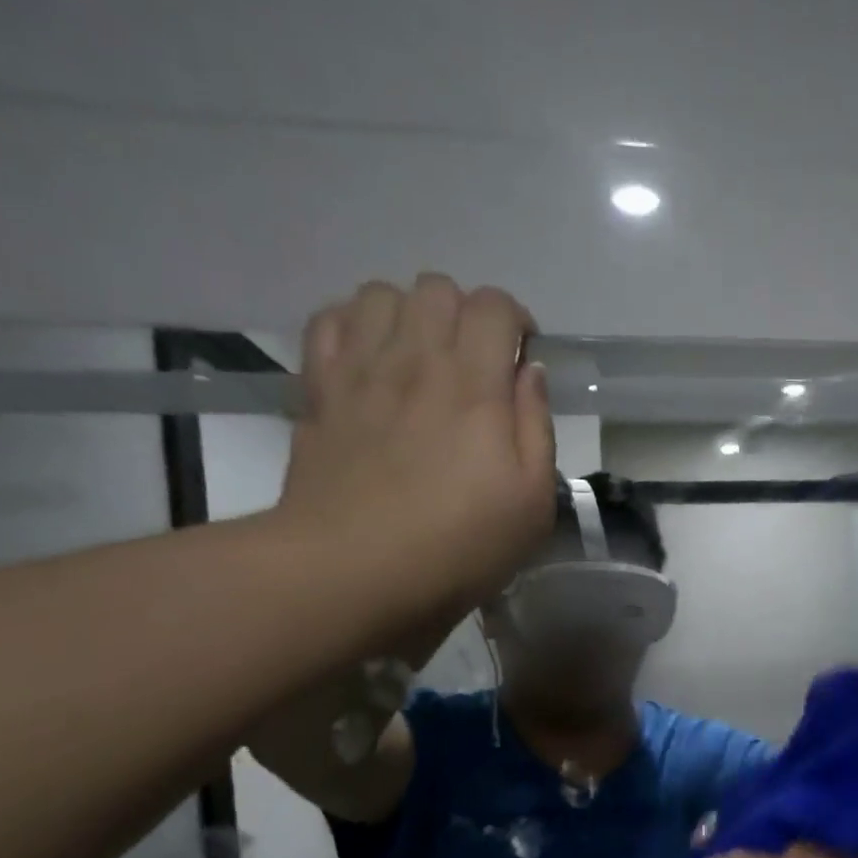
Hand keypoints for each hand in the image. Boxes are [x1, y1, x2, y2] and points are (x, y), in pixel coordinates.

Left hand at [278, 274, 556, 631]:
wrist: (354, 569)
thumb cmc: (459, 545)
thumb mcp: (532, 502)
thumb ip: (537, 427)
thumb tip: (530, 371)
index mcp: (476, 384)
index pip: (495, 306)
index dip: (516, 322)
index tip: (521, 362)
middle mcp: (416, 358)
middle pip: (439, 288)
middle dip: (465, 315)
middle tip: (474, 366)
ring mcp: (360, 369)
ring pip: (381, 293)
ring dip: (410, 315)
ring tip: (420, 359)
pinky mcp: (320, 389)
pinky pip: (329, 321)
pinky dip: (354, 326)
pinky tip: (370, 361)